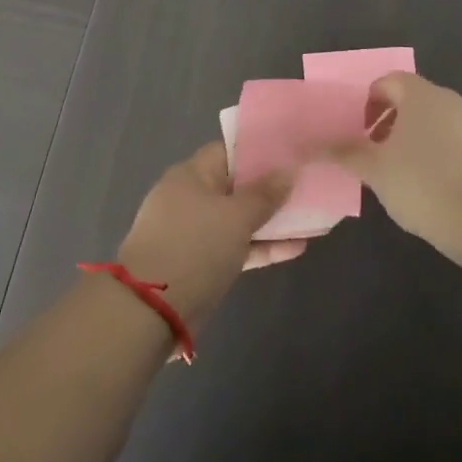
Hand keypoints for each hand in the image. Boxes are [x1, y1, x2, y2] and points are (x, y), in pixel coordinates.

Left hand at [117, 143, 308, 327]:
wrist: (151, 311)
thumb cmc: (195, 247)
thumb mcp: (236, 216)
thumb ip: (265, 194)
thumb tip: (288, 171)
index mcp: (191, 175)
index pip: (229, 150)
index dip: (260, 150)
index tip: (292, 153)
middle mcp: (191, 198)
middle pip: (237, 185)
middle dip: (271, 188)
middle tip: (307, 185)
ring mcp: (195, 232)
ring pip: (239, 219)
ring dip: (271, 220)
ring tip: (311, 217)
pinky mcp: (201, 263)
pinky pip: (237, 246)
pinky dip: (261, 246)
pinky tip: (296, 248)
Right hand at [329, 73, 461, 257]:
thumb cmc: (425, 184)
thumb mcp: (376, 171)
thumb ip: (347, 154)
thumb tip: (318, 146)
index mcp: (420, 95)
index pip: (389, 81)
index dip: (370, 101)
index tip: (360, 132)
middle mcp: (452, 101)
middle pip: (415, 101)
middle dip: (392, 123)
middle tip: (377, 156)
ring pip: (439, 124)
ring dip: (418, 142)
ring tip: (405, 178)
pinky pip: (460, 145)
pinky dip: (443, 158)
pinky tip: (437, 191)